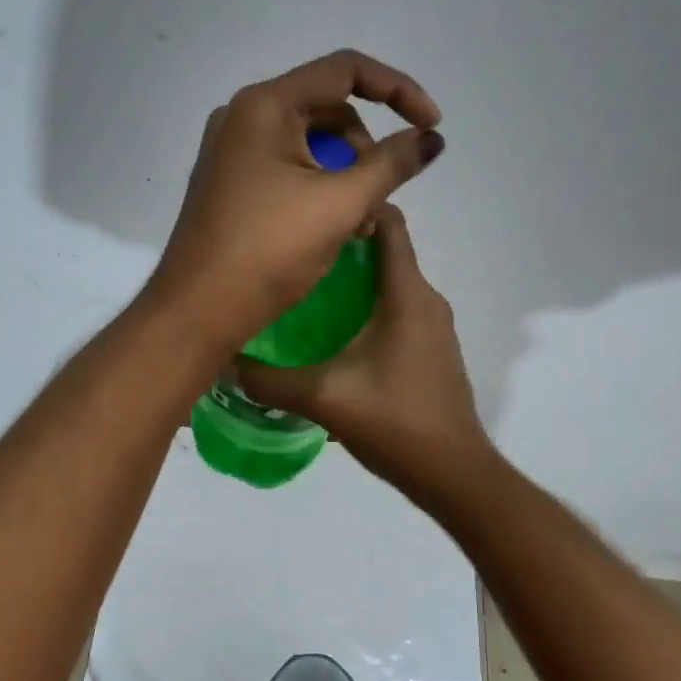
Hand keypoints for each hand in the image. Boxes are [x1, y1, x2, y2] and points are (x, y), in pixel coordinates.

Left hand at [147, 49, 443, 352]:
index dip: (398, 90)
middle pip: (328, 108)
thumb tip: (431, 138)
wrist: (197, 311)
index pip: (345, 70)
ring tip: (359, 224)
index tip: (431, 125)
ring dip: (346, 173)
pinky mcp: (230, 181)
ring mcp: (232, 150)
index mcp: (265, 105)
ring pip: (310, 142)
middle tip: (381, 195)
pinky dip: (319, 187)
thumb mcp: (340, 204)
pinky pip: (287, 167)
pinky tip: (334, 228)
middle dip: (366, 147)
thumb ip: (392, 163)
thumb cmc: (268, 250)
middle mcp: (243, 116)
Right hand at [234, 203, 493, 503]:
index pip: (390, 223)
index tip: (313, 212)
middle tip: (295, 252)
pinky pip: (398, 309)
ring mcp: (433, 326)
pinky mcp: (432, 349)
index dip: (356, 206)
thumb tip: (226, 360)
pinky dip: (368, 306)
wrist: (454, 474)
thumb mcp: (324, 397)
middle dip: (343, 244)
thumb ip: (270, 379)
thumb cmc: (395, 421)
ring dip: (354, 279)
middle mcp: (426, 299)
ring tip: (305, 290)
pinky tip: (333, 333)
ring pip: (391, 283)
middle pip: (386, 251)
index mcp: (407, 294)